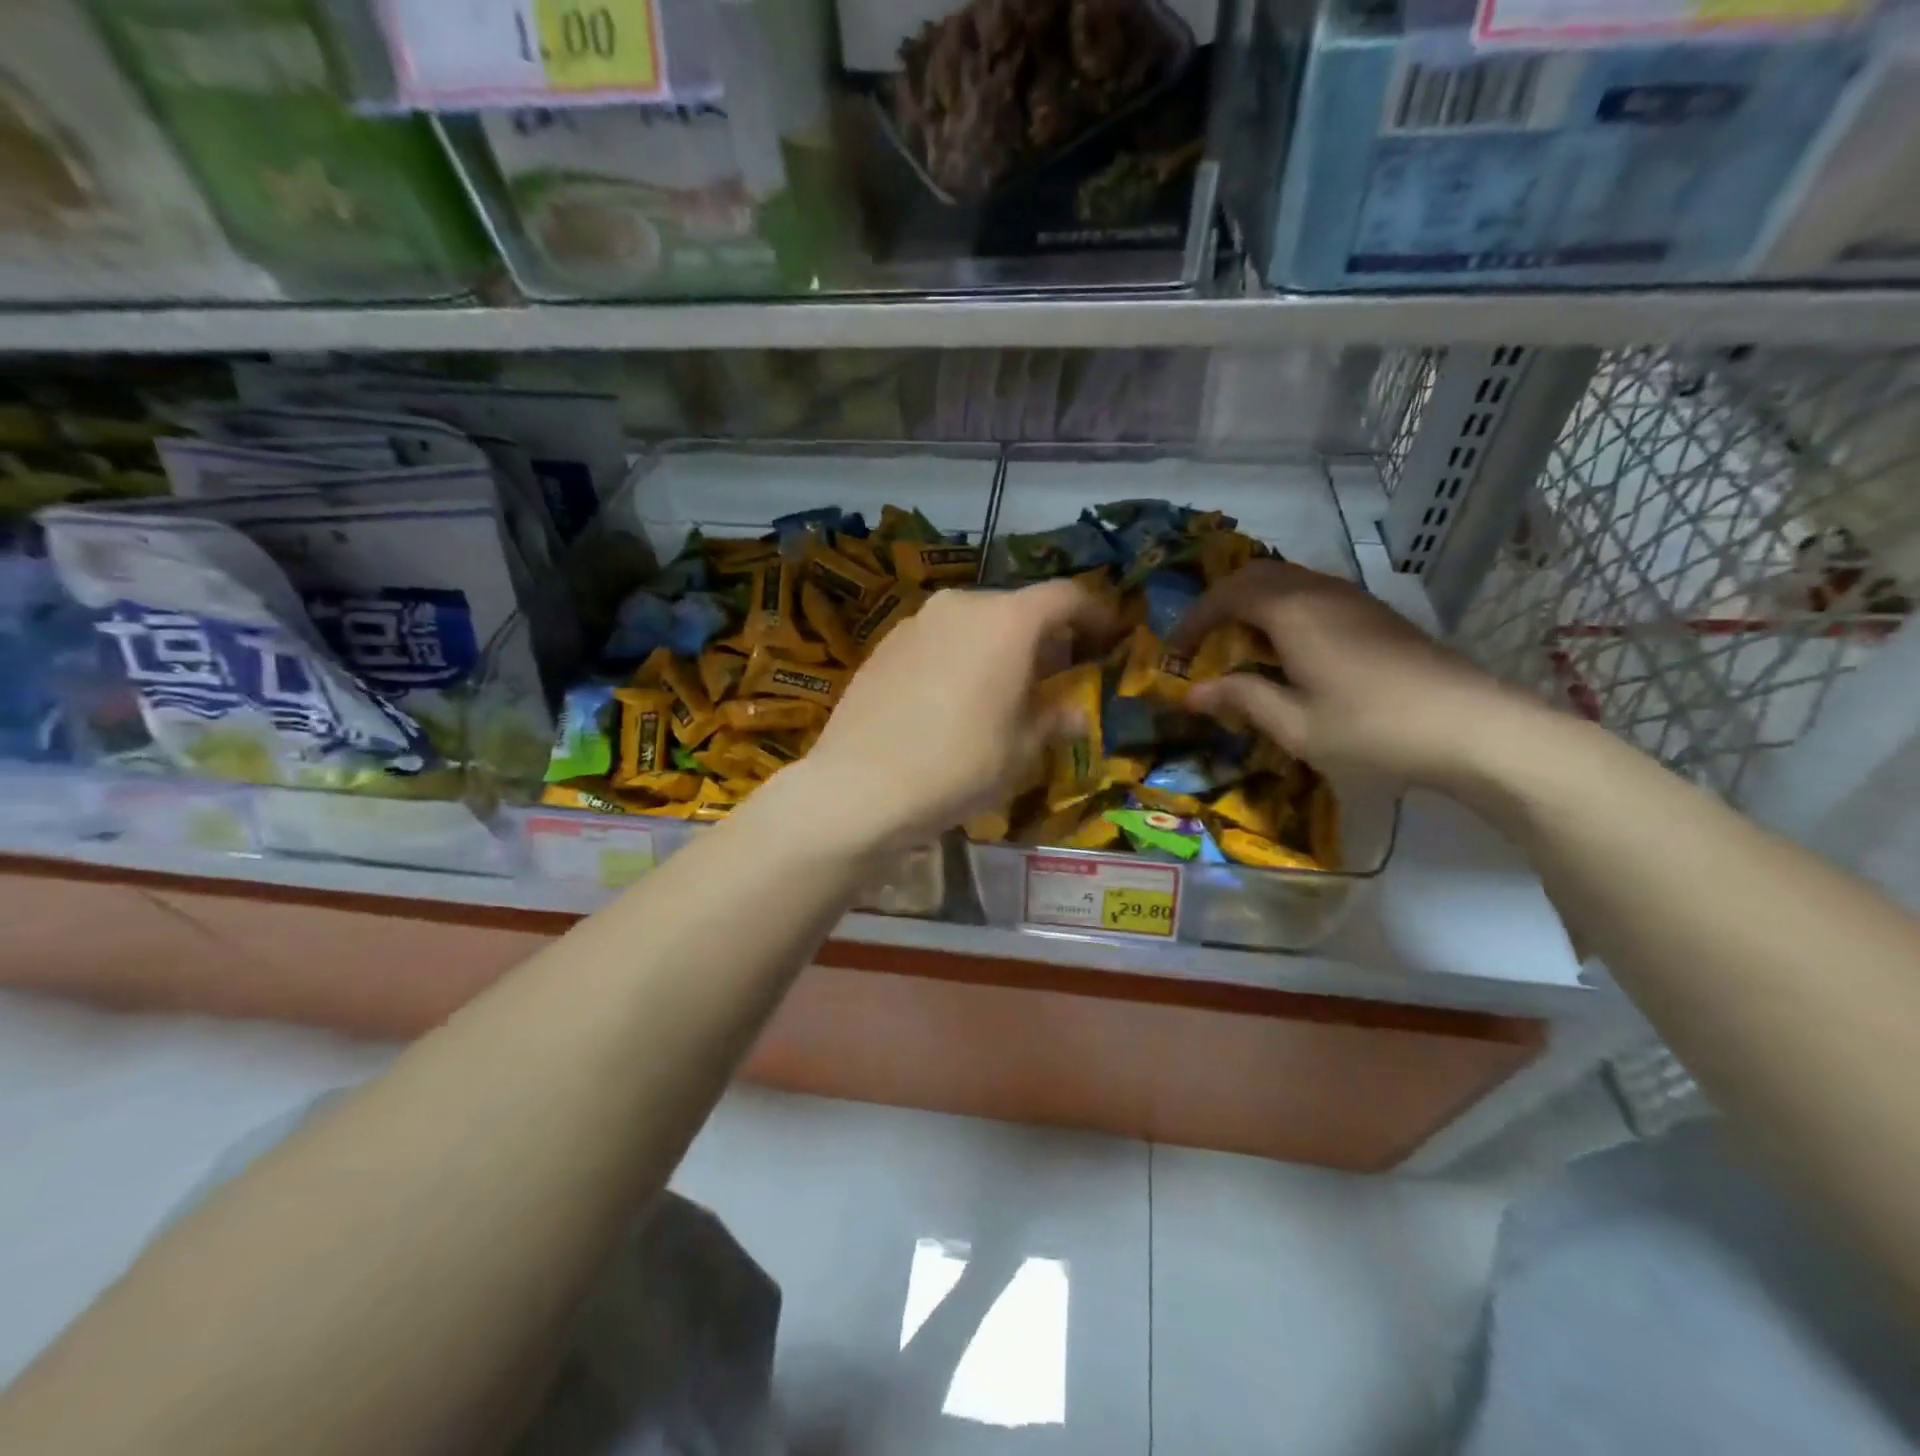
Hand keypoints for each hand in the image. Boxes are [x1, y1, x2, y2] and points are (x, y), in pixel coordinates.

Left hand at [794, 581, 1113, 848]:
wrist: (859, 787)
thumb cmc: (958, 767)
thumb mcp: (1021, 751)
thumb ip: (1054, 719)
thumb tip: (1074, 712)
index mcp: (1007, 621)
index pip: (1066, 596)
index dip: (1095, 612)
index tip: (1108, 636)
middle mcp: (961, 605)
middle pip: (1017, 607)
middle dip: (1043, 636)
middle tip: (1053, 675)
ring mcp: (917, 621)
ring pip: (974, 622)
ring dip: (997, 646)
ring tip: (1000, 689)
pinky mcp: (884, 644)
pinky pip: (938, 639)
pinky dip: (958, 656)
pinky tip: (951, 698)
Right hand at [1172, 560, 1546, 788]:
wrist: (1477, 729)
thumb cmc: (1373, 730)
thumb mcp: (1296, 725)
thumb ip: (1242, 700)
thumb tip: (1191, 693)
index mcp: (1294, 613)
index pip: (1229, 595)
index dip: (1196, 617)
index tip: (1174, 648)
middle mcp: (1322, 593)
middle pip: (1259, 574)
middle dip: (1221, 600)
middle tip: (1202, 636)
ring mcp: (1357, 601)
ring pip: (1291, 580)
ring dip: (1255, 602)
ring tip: (1239, 641)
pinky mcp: (1380, 616)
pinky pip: (1316, 594)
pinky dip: (1285, 609)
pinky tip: (1290, 648)